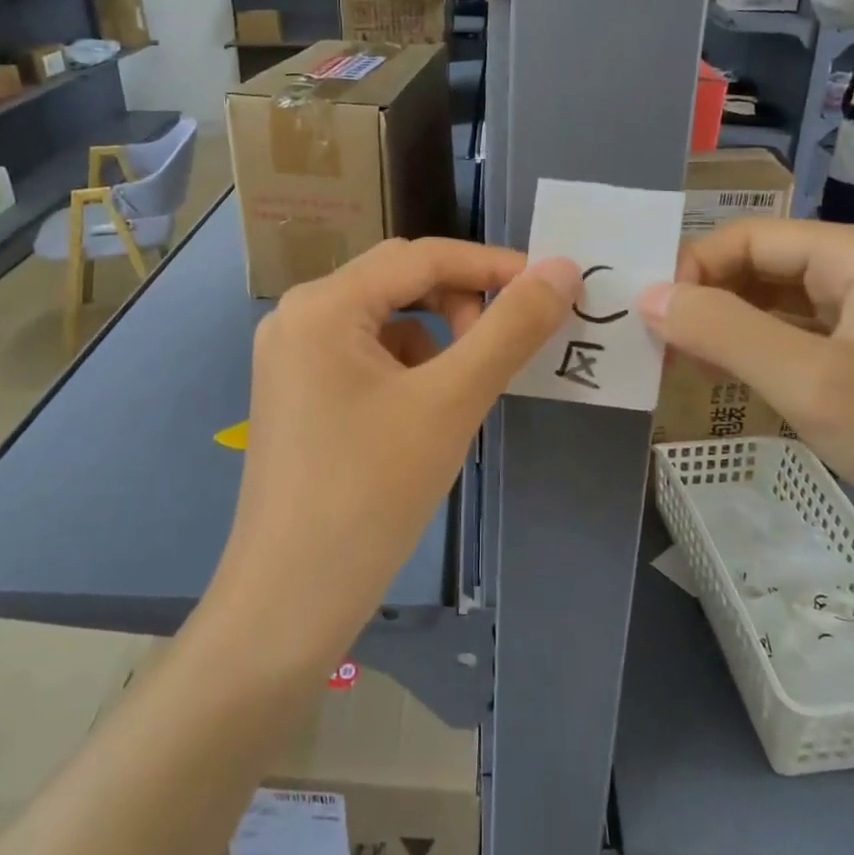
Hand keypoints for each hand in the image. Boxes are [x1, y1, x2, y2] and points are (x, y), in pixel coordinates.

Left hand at [214, 238, 578, 663]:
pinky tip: (426, 418)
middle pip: (400, 282)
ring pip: (387, 321)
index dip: (492, 265)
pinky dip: (410, 370)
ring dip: (438, 340)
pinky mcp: (300, 394)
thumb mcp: (451, 402)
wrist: (291, 598)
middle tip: (505, 347)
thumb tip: (562, 268)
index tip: (551, 287)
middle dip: (462, 303)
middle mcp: (300, 316)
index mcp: (324, 304)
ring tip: (464, 393)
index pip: (422, 256)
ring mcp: (293, 357)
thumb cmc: (371, 492)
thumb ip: (510, 329)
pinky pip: (367, 357)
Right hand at [637, 220, 853, 555]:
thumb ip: (723, 331)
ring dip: (729, 326)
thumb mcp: (808, 383)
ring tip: (685, 362)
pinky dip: (758, 349)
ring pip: (778, 300)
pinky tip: (728, 376)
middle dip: (710, 299)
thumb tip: (647, 297)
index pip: (754, 236)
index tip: (653, 316)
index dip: (696, 268)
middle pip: (765, 264)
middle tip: (662, 344)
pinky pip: (799, 333)